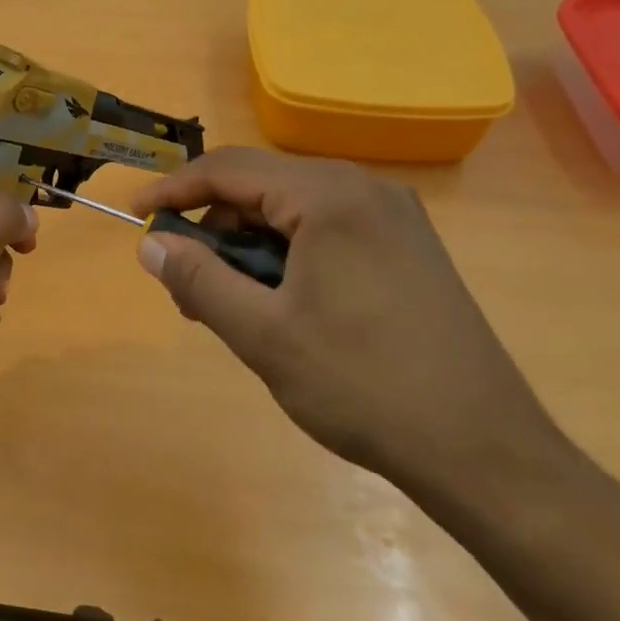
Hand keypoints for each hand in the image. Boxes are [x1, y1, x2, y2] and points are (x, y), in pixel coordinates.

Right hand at [128, 147, 561, 493]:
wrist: (484, 452)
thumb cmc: (363, 386)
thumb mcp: (263, 335)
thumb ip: (198, 279)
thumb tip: (150, 244)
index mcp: (330, 197)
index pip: (228, 169)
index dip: (174, 188)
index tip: (135, 214)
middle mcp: (365, 189)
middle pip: (261, 186)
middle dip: (212, 227)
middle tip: (183, 282)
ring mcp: (394, 217)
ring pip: (293, 211)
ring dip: (248, 246)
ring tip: (227, 303)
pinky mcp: (408, 247)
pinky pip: (326, 231)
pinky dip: (286, 255)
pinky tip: (278, 303)